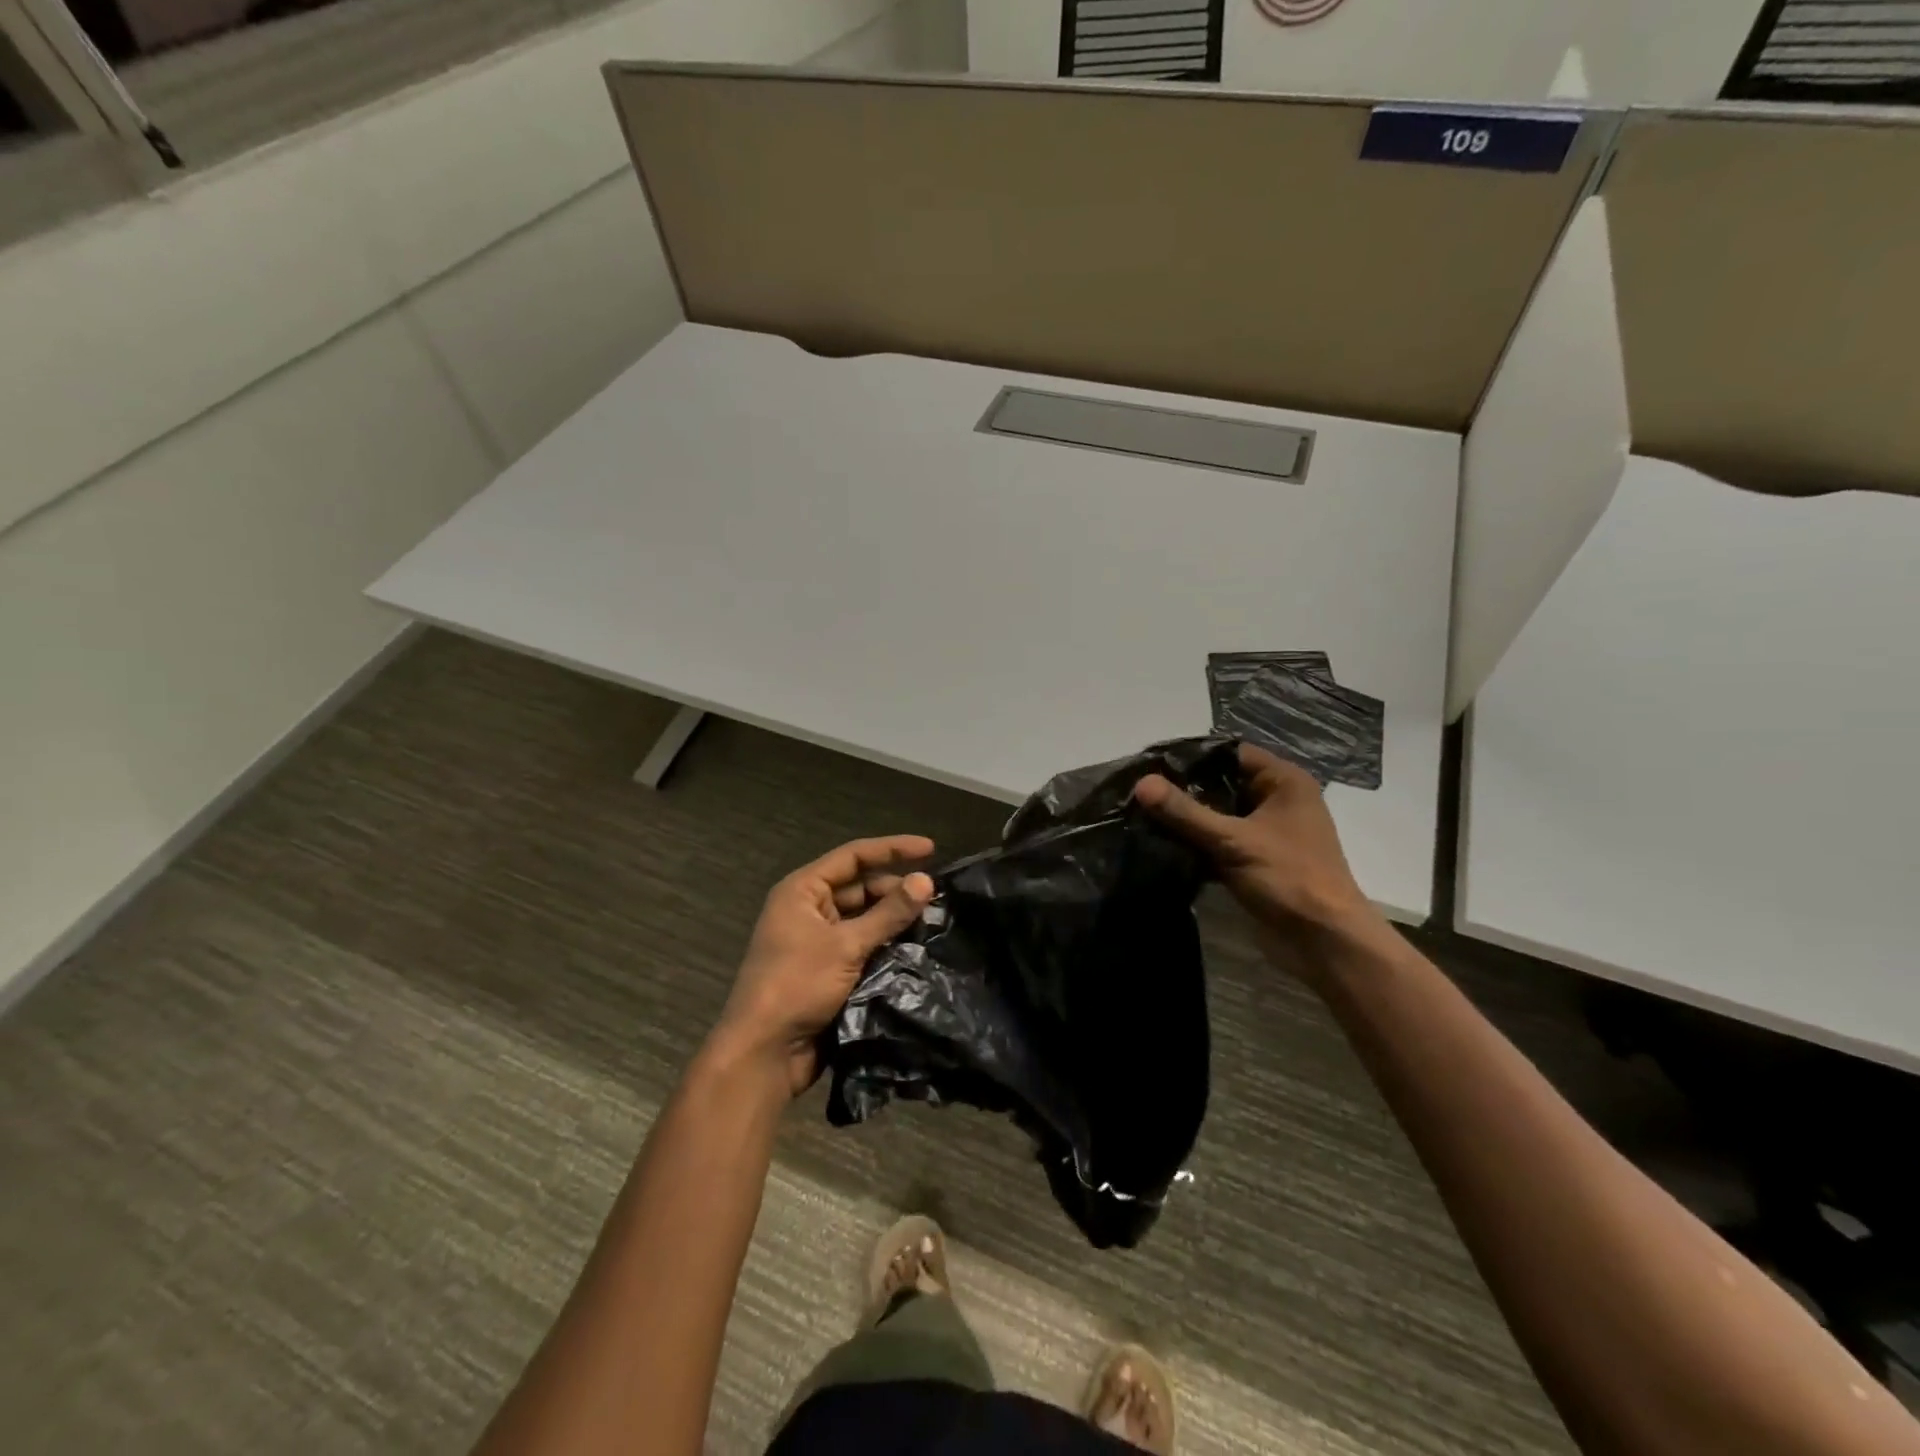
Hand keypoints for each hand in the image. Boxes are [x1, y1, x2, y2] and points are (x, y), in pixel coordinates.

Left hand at [714, 836, 934, 1098]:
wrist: (764, 1054)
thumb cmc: (796, 985)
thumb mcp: (846, 945)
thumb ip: (888, 913)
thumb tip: (927, 881)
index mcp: (802, 890)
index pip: (854, 857)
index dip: (893, 849)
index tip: (931, 848)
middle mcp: (808, 909)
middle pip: (860, 887)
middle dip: (896, 890)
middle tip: (936, 899)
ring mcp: (817, 941)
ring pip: (864, 919)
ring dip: (893, 920)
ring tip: (933, 922)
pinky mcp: (827, 970)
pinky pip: (862, 946)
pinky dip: (885, 945)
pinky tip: (915, 949)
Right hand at [1134, 744, 1384, 955]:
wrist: (1324, 942)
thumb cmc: (1289, 878)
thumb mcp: (1233, 840)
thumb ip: (1185, 812)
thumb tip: (1141, 783)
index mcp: (1284, 782)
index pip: (1230, 752)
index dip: (1192, 755)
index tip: (1151, 763)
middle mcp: (1277, 800)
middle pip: (1221, 783)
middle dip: (1183, 789)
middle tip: (1140, 790)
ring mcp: (1267, 832)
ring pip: (1218, 814)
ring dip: (1187, 818)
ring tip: (1142, 815)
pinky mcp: (1256, 859)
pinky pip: (1219, 840)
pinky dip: (1196, 842)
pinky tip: (1161, 844)